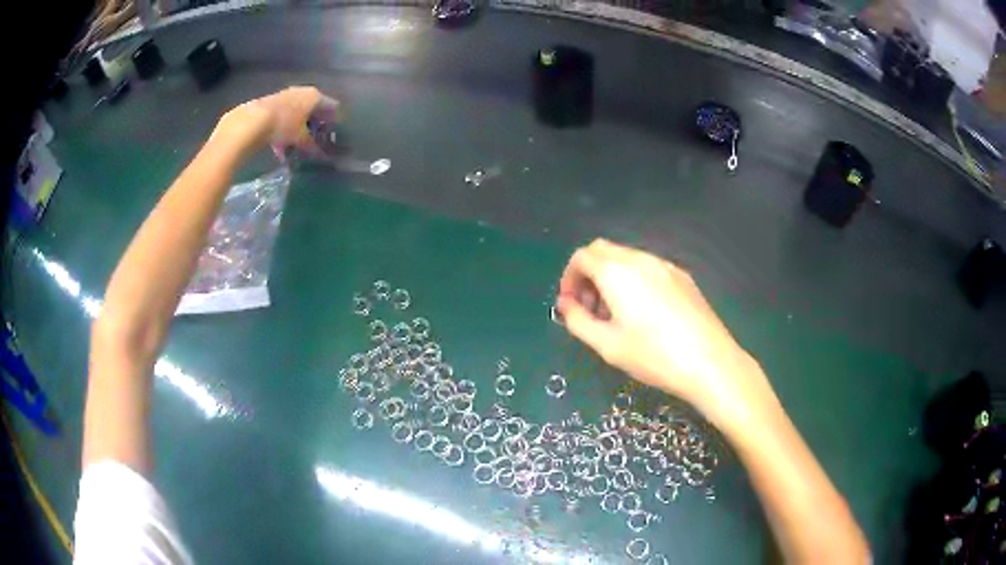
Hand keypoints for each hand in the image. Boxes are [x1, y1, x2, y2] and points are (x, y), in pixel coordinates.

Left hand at [216, 86, 340, 157]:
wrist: (251, 121)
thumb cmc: (283, 126)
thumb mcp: (301, 139)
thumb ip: (312, 146)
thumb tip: (321, 154)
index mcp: (314, 96)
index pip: (331, 107)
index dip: (333, 121)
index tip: (333, 134)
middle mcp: (302, 91)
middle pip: (313, 108)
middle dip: (314, 124)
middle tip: (315, 139)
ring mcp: (285, 95)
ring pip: (297, 112)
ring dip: (298, 127)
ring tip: (296, 145)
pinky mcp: (270, 103)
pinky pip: (283, 116)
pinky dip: (285, 128)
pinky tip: (280, 144)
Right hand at [556, 239, 773, 426]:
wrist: (709, 362)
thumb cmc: (653, 356)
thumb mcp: (606, 345)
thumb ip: (578, 320)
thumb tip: (566, 305)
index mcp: (617, 272)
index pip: (581, 257)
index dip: (568, 278)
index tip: (570, 306)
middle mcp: (640, 259)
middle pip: (603, 251)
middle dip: (588, 274)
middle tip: (590, 309)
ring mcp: (665, 265)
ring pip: (627, 258)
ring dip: (611, 277)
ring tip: (616, 314)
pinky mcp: (683, 277)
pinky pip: (648, 268)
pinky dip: (633, 280)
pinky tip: (644, 313)